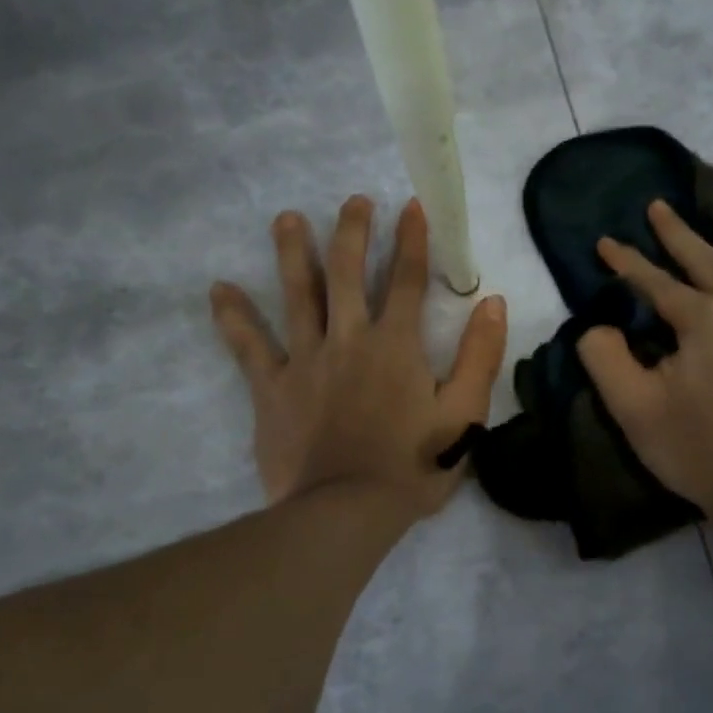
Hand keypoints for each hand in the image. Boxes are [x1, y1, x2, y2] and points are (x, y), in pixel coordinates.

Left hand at [210, 196, 507, 520]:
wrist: (347, 511)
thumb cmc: (413, 466)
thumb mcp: (465, 415)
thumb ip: (480, 356)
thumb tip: (493, 302)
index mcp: (396, 346)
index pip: (407, 280)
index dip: (413, 241)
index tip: (412, 206)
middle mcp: (349, 339)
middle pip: (348, 273)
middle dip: (353, 232)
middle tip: (353, 201)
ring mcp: (306, 361)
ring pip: (297, 295)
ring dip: (293, 253)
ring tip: (286, 218)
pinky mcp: (273, 388)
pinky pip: (249, 347)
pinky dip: (234, 318)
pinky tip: (218, 290)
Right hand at [576, 195, 712, 533]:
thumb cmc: (699, 454)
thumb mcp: (634, 410)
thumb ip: (605, 358)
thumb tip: (598, 325)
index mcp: (706, 322)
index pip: (657, 283)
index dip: (627, 263)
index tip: (606, 243)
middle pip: (711, 262)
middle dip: (678, 233)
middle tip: (659, 206)